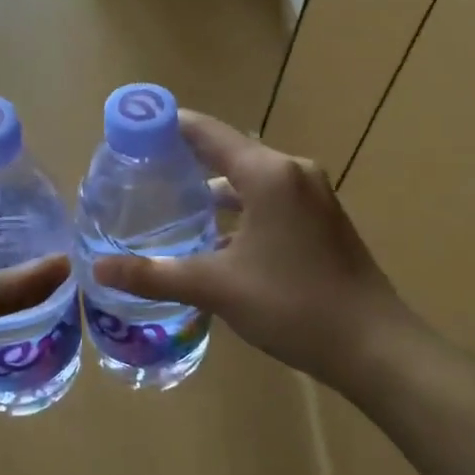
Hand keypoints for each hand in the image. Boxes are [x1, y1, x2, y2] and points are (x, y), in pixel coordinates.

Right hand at [91, 111, 429, 392]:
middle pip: (227, 152)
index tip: (129, 132)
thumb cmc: (294, 305)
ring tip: (169, 207)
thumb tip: (98, 270)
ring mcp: (312, 195)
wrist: (375, 348)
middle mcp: (292, 172)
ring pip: (249, 180)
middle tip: (139, 173)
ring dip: (212, 191)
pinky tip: (213, 240)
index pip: (206, 132)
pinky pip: (269, 199)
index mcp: (268, 173)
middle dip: (184, 161)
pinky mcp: (321, 220)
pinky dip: (238, 210)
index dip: (166, 126)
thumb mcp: (216, 288)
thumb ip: (154, 275)